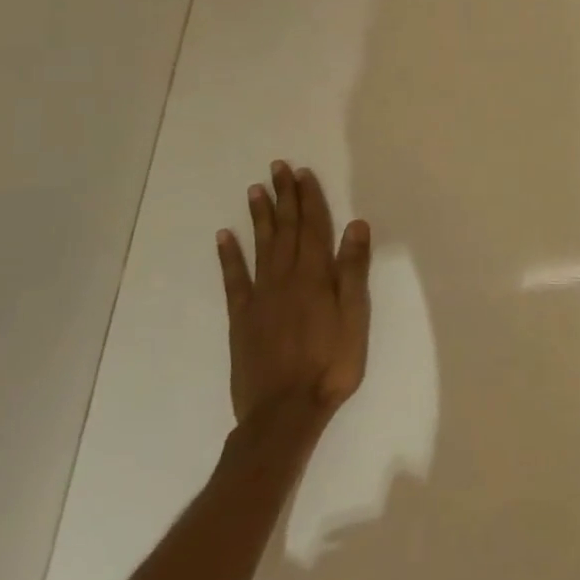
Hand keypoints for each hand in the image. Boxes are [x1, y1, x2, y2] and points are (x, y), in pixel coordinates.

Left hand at [216, 161, 371, 424]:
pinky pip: (234, 279)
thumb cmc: (331, 364)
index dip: (309, 199)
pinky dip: (229, 256)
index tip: (302, 172)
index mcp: (315, 277)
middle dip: (284, 197)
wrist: (285, 411)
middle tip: (278, 168)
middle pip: (286, 230)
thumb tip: (355, 225)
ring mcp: (260, 297)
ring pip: (260, 247)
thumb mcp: (355, 317)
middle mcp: (286, 278)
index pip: (313, 228)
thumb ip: (352, 271)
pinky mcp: (242, 318)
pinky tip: (224, 236)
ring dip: (259, 217)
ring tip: (255, 189)